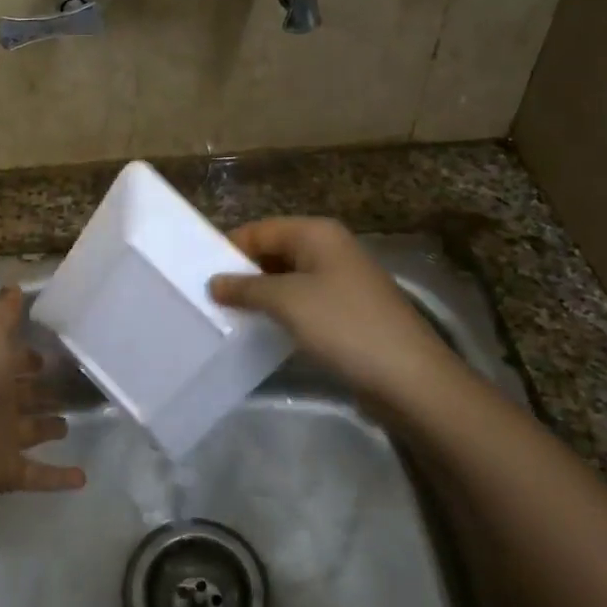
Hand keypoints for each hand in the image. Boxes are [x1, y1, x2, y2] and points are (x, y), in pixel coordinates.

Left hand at [0, 286, 86, 504]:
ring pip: (31, 431)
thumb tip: (14, 283)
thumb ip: (3, 314)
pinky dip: (58, 477)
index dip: (30, 356)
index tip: (58, 349)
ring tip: (73, 425)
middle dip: (44, 391)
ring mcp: (1, 439)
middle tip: (76, 386)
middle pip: (24, 396)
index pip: (13, 360)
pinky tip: (83, 478)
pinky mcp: (9, 471)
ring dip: (49, 429)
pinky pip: (38, 474)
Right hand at [209, 218, 459, 411]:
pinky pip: (303, 301)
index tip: (198, 274)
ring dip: (260, 295)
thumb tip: (214, 282)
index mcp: (317, 233)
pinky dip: (281, 312)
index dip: (229, 249)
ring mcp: (341, 280)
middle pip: (274, 251)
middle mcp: (330, 248)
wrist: (408, 376)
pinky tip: (261, 330)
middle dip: (243, 273)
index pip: (260, 230)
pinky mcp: (347, 311)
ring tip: (227, 316)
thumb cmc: (343, 325)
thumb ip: (246, 287)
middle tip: (208, 298)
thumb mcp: (287, 301)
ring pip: (288, 278)